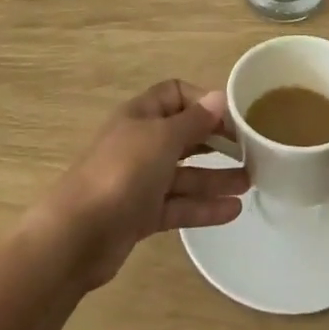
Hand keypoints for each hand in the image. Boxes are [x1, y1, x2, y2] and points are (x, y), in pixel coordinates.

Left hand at [32, 80, 247, 290]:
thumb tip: (219, 98)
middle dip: (216, 140)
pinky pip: (179, 205)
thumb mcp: (162, 138)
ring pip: (185, 173)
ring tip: (251, 182)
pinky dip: (204, 207)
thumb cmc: (122, 173)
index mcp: (140, 115)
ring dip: (216, 176)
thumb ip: (194, 121)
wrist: (76, 235)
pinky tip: (233, 210)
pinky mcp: (141, 214)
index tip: (234, 116)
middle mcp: (140, 143)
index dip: (204, 101)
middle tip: (251, 149)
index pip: (176, 94)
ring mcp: (140, 180)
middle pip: (184, 135)